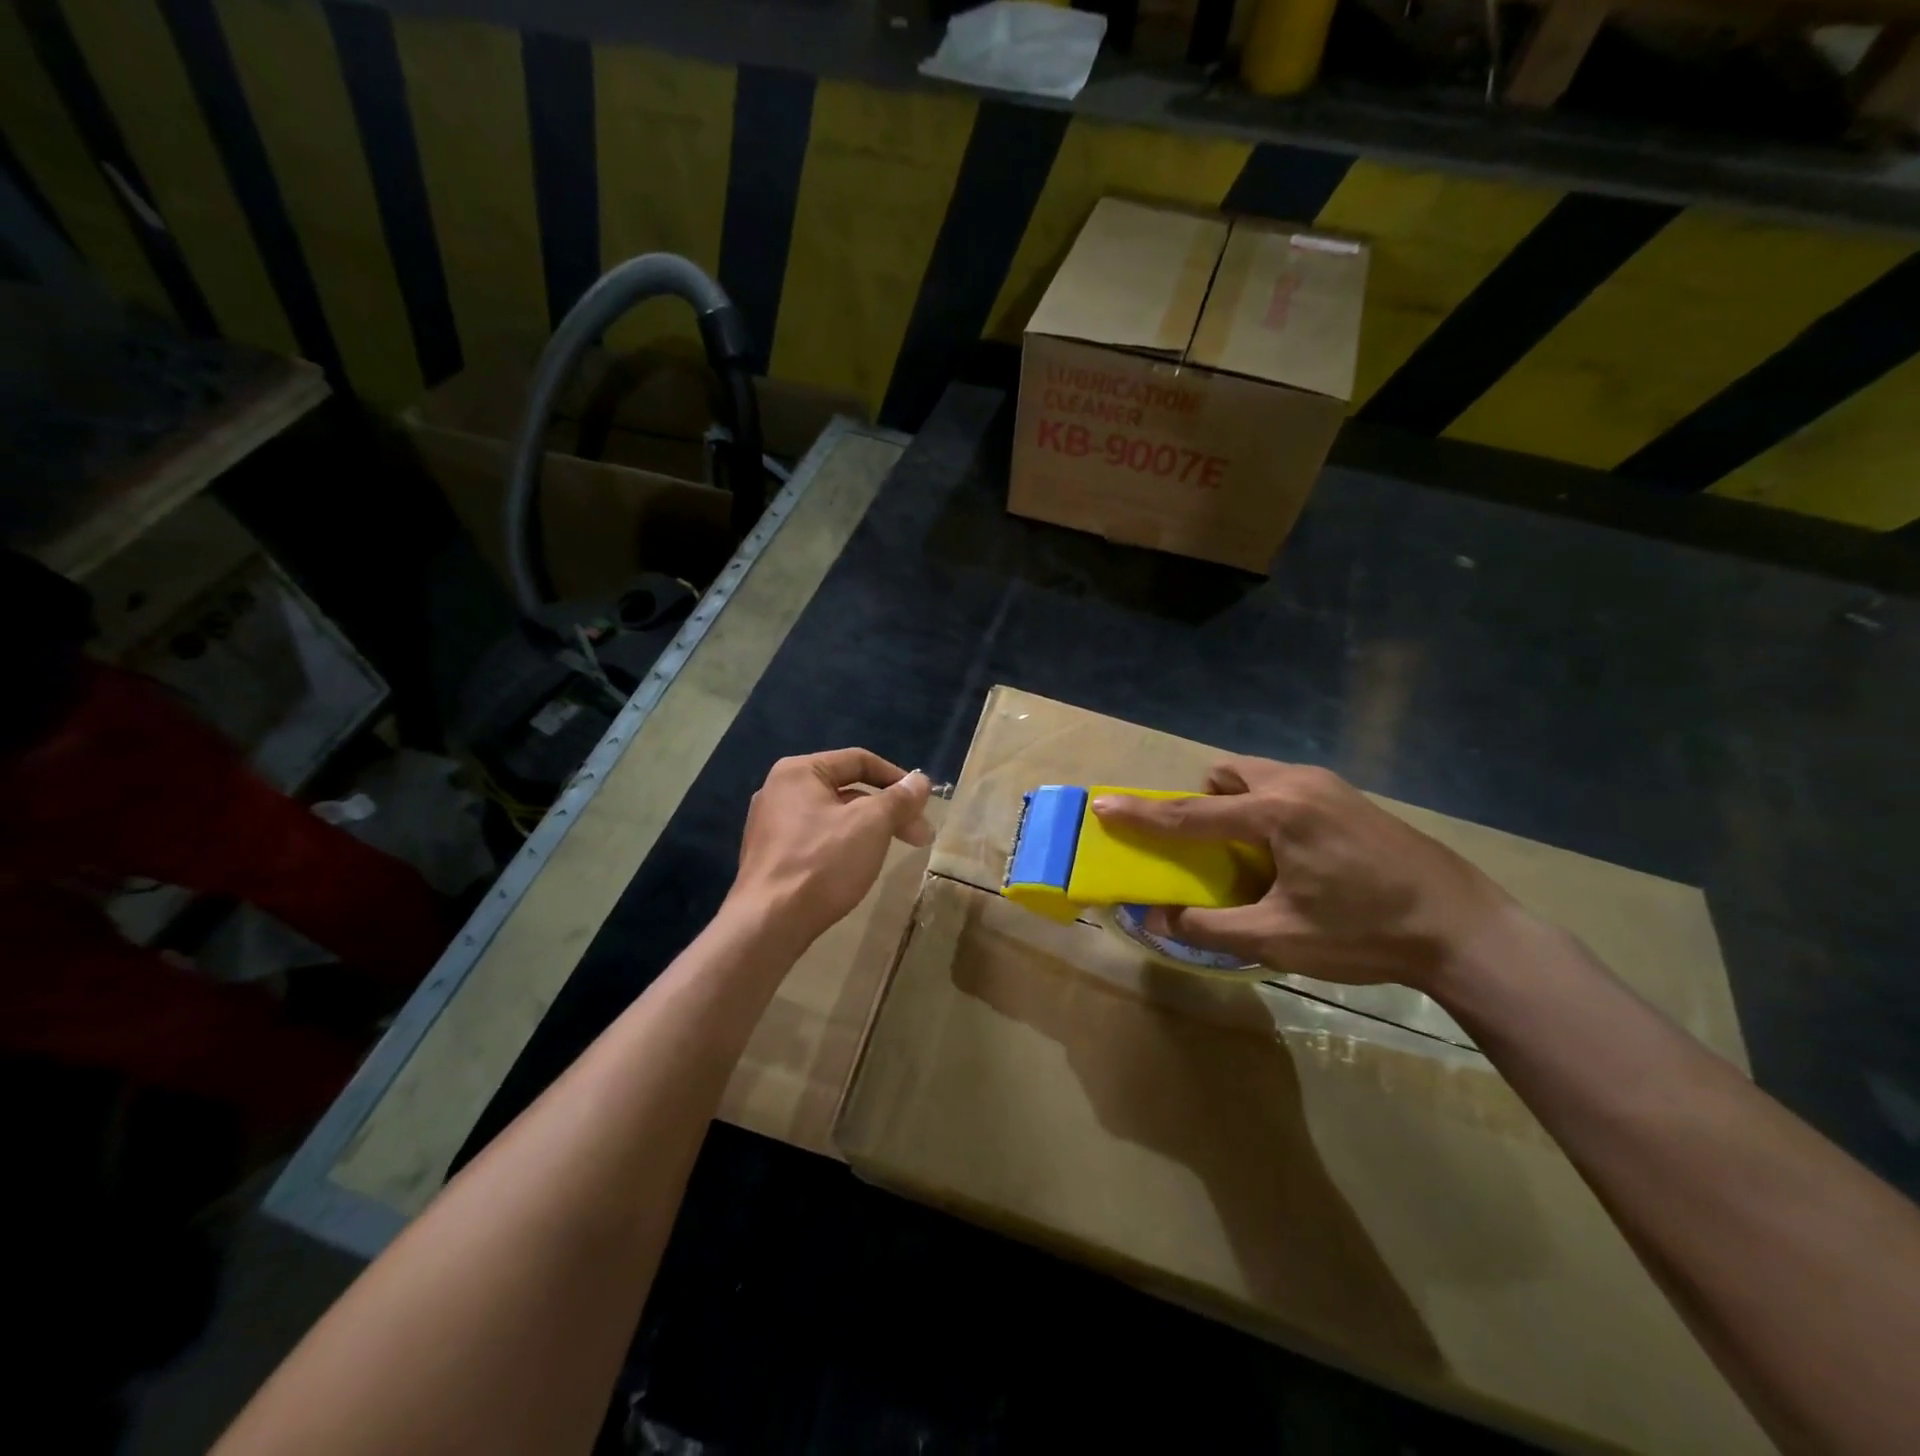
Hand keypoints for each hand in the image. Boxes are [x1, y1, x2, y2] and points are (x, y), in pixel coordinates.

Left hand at [728, 749, 932, 949]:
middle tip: (920, 836)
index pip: (859, 760)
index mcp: (799, 771)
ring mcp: (771, 825)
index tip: (923, 804)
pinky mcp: (771, 856)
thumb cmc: (822, 862)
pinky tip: (858, 866)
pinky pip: (817, 839)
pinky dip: (844, 845)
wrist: (769, 923)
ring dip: (869, 828)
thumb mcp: (871, 824)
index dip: (897, 778)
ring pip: (834, 816)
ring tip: (893, 851)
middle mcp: (779, 791)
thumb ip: (899, 798)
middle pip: (847, 789)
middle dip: (888, 810)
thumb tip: (920, 781)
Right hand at [1091, 758, 1516, 989]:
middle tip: (1209, 847)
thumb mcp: (1278, 938)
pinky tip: (1295, 855)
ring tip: (1253, 855)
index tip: (1102, 805)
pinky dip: (1267, 808)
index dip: (1141, 815)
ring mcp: (1329, 785)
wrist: (1466, 929)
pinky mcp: (1350, 797)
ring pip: (1258, 776)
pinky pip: (1286, 786)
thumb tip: (1153, 919)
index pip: (1190, 813)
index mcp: (1276, 813)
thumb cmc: (1366, 934)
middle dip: (1202, 801)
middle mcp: (1297, 784)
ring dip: (1236, 803)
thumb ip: (1208, 927)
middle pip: (1225, 774)